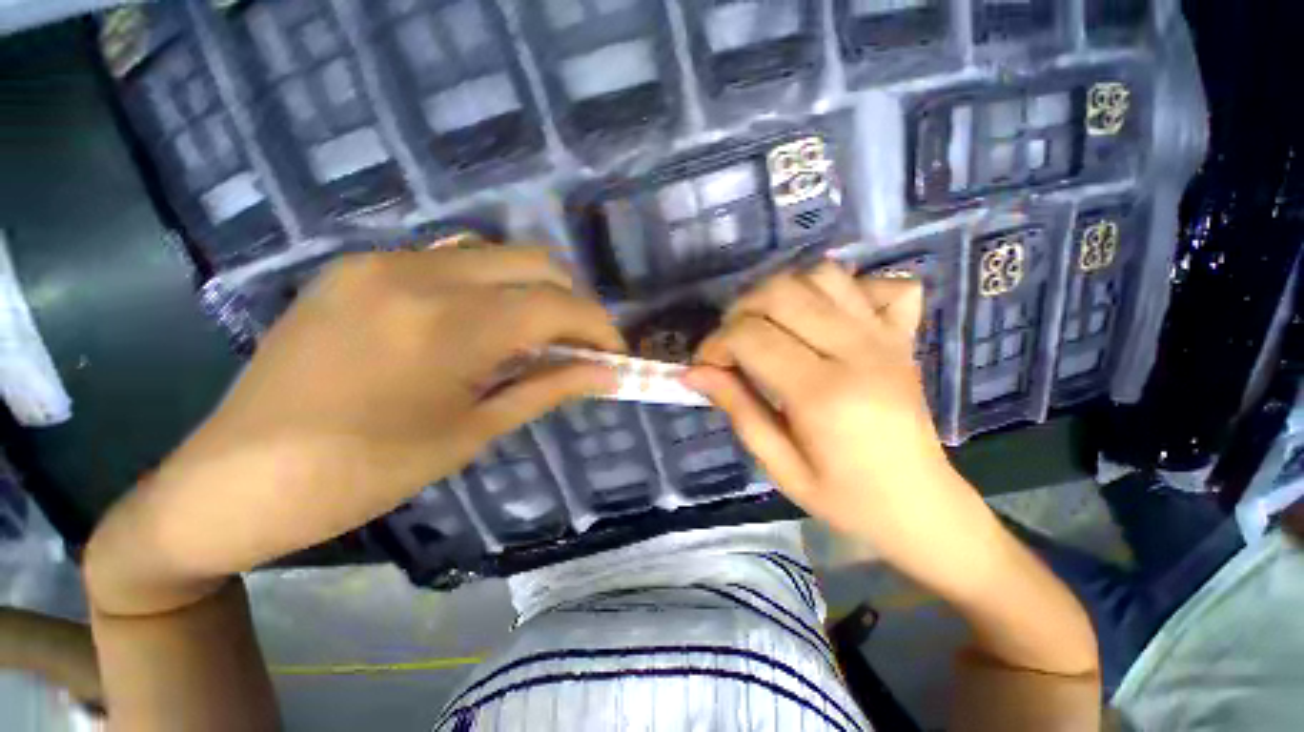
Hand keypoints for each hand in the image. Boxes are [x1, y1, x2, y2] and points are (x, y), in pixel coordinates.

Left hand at [85, 246, 621, 614]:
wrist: (233, 479)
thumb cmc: (361, 474)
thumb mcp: (471, 434)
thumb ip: (546, 389)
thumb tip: (606, 374)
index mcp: (447, 326)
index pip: (556, 305)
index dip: (598, 326)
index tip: (615, 352)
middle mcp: (419, 274)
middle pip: (534, 262)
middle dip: (573, 300)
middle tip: (581, 342)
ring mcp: (382, 262)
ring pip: (495, 254)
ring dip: (533, 289)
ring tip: (539, 335)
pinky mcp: (358, 267)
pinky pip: (451, 260)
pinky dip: (490, 286)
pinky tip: (484, 324)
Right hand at [685, 261, 961, 557]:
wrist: (922, 507)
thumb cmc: (845, 498)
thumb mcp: (778, 465)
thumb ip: (736, 408)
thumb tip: (692, 371)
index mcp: (823, 394)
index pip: (752, 336)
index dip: (716, 343)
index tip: (705, 364)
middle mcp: (857, 352)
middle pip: (782, 293)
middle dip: (740, 310)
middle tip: (731, 343)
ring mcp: (885, 337)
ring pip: (821, 276)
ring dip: (780, 292)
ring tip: (766, 325)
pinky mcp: (902, 335)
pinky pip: (875, 282)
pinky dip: (840, 287)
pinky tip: (822, 314)